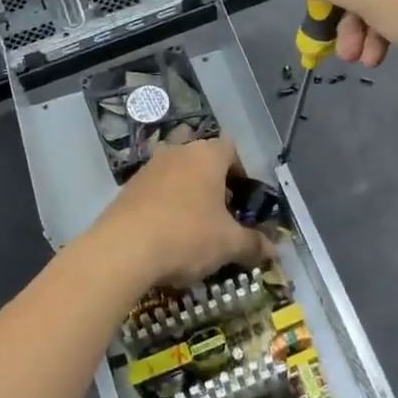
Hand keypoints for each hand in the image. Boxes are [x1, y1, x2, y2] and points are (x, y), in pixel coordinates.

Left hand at [95, 138, 274, 290]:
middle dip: (209, 175)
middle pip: (199, 153)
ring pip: (174, 170)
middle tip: (218, 206)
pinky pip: (153, 189)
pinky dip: (162, 204)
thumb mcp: (228, 244)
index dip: (240, 169)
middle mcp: (177, 153)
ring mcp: (148, 168)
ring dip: (184, 189)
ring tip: (192, 222)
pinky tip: (166, 232)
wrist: (123, 249)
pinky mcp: (126, 189)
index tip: (242, 197)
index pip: (230, 147)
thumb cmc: (187, 235)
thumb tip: (274, 250)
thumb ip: (253, 244)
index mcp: (206, 155)